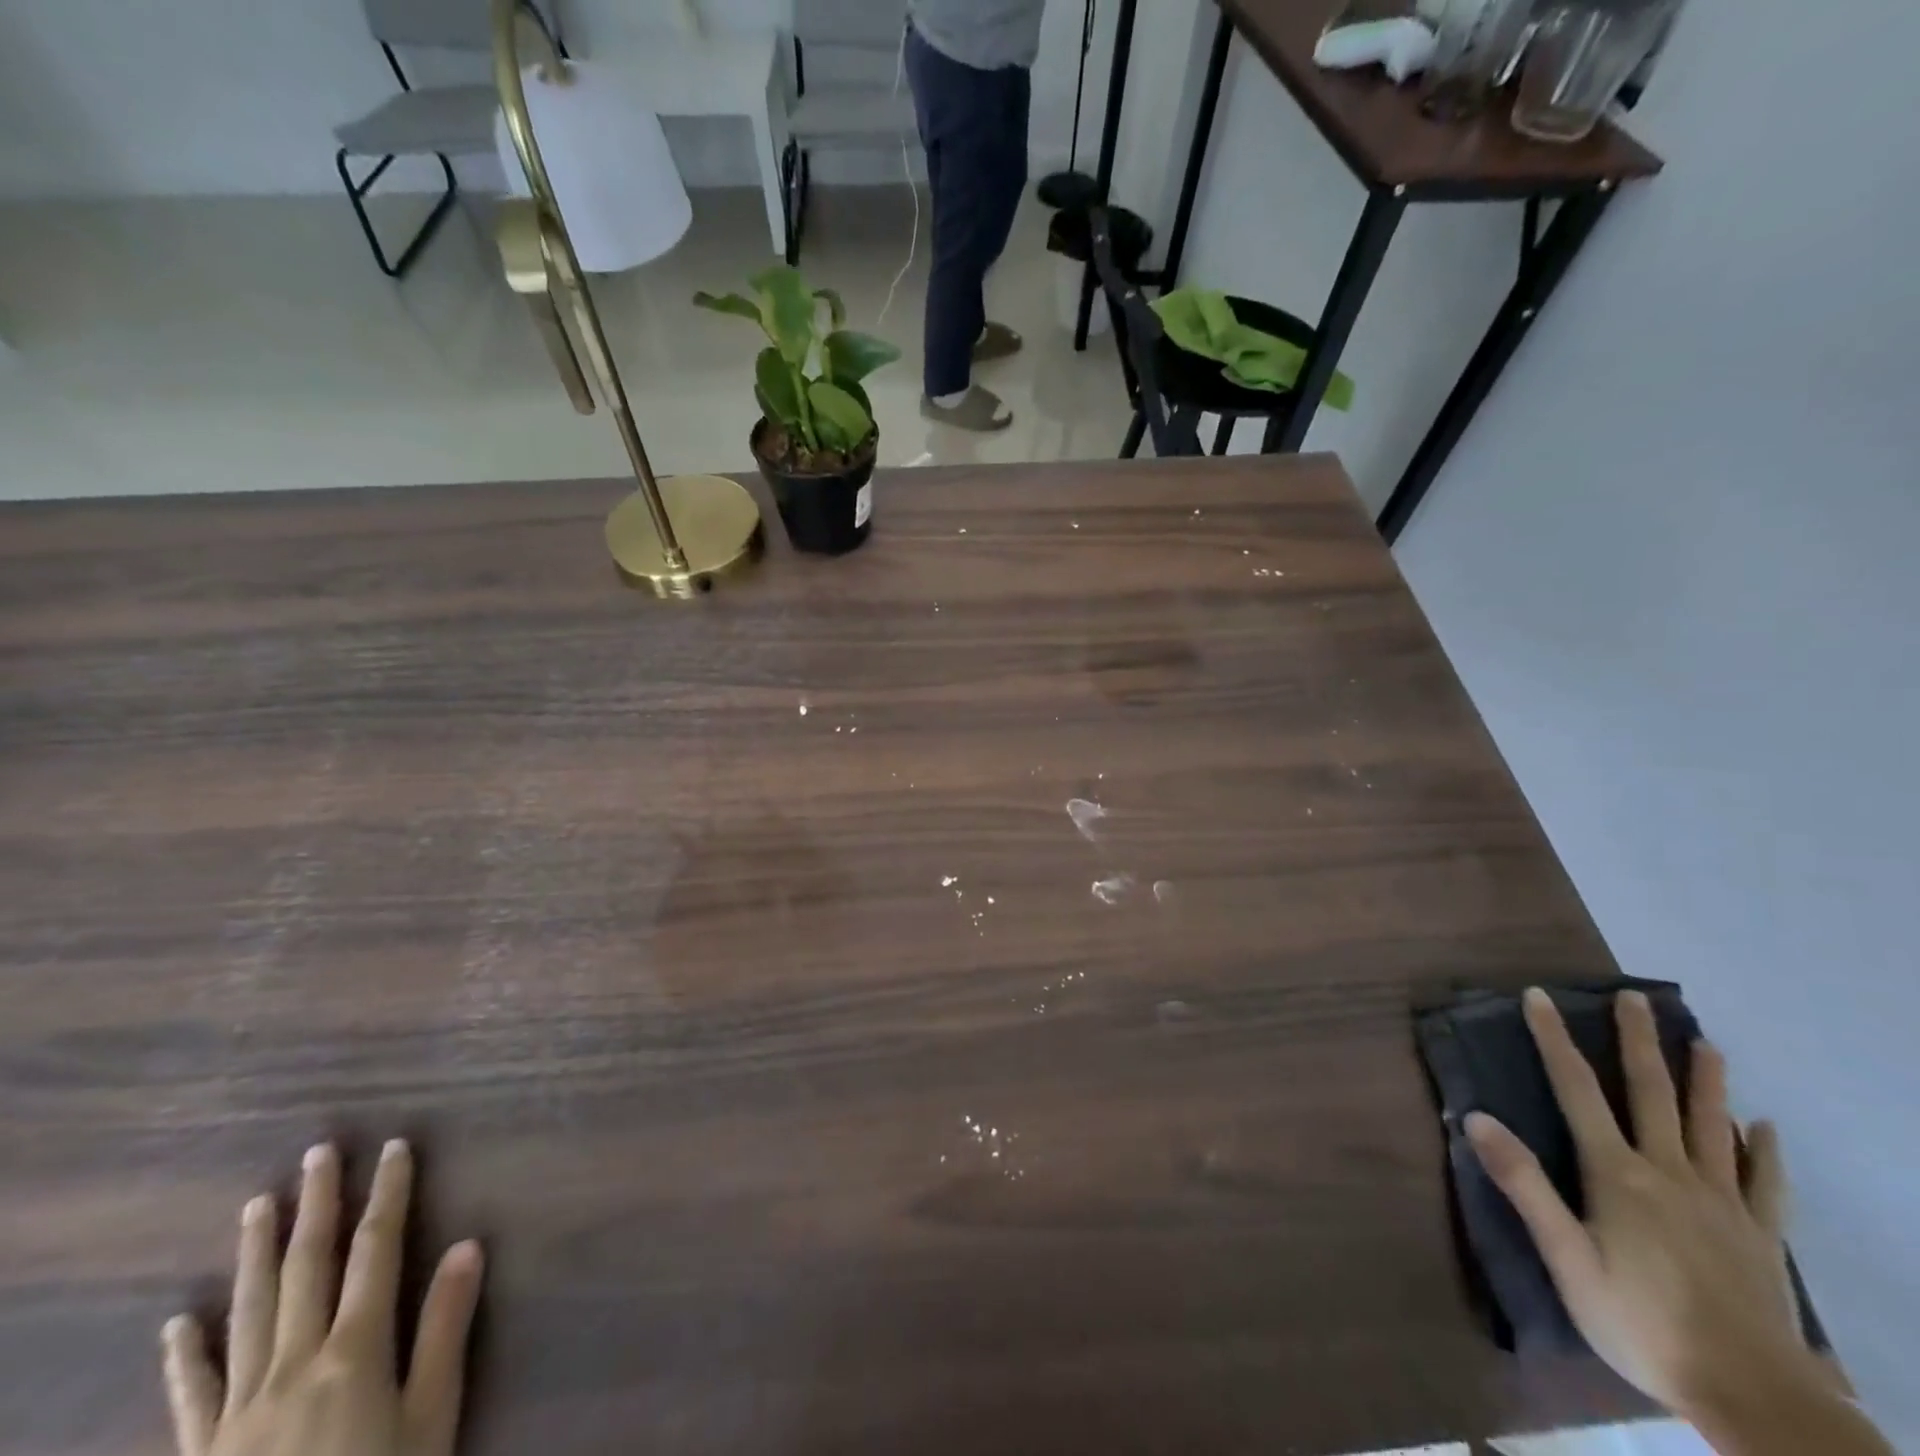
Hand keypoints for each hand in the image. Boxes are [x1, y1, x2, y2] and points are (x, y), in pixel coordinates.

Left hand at [160, 1141, 483, 1455]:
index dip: (389, 1193)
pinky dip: (186, 1354)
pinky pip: (190, 1394)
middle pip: (307, 1267)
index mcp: (354, 1349)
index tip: (395, 1146)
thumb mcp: (431, 1418)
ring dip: (257, 1253)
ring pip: (249, 1312)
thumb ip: (444, 1331)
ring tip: (258, 1204)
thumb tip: (468, 1244)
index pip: (377, 1250)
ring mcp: (237, 1409)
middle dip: (318, 1204)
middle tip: (318, 1152)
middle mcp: (293, 1363)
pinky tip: (179, 1322)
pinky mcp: (201, 1451)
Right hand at [1465, 989, 1814, 1414]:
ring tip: (1705, 1043)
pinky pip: (1765, 1183)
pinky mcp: (1762, 1236)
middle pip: (1651, 1093)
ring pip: (1712, 1126)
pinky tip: (1764, 1128)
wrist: (1755, 1398)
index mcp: (1618, 1173)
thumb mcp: (1567, 1258)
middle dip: (1638, 1042)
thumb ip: (1524, 1185)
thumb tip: (1477, 1117)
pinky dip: (1764, 1150)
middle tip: (1636, 998)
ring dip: (1706, 1081)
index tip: (1540, 996)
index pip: (1576, 1089)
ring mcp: (1723, 1203)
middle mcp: (1669, 1172)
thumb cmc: (1642, 1322)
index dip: (1554, 1039)